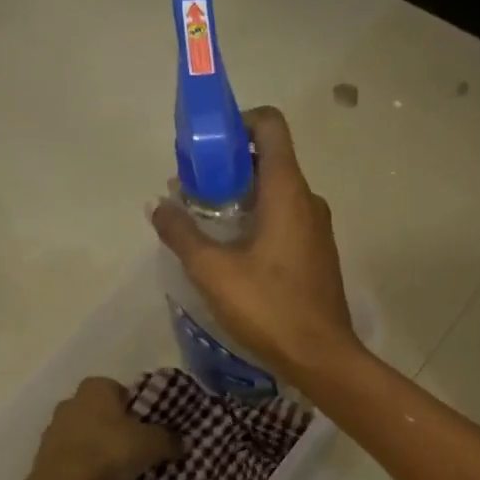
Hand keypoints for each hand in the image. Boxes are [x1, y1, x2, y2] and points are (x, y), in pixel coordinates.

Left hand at [29, 377, 180, 479]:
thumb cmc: (109, 451)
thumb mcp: (152, 444)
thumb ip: (169, 439)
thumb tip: (180, 441)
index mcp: (96, 387)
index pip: (121, 390)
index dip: (137, 408)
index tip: (147, 428)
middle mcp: (71, 400)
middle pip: (102, 412)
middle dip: (117, 427)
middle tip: (136, 448)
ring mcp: (53, 428)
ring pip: (85, 433)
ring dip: (98, 446)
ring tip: (117, 468)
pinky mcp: (44, 454)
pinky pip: (73, 454)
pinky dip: (84, 463)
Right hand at [151, 106, 359, 381]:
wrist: (321, 356)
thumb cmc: (269, 307)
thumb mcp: (212, 271)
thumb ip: (182, 233)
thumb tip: (158, 206)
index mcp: (287, 190)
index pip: (270, 126)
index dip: (238, 123)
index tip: (208, 147)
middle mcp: (309, 201)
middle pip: (268, 161)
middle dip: (228, 168)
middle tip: (193, 193)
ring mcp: (318, 229)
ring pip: (276, 195)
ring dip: (241, 200)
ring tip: (206, 227)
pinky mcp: (318, 255)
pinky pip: (286, 222)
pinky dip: (259, 223)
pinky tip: (234, 255)